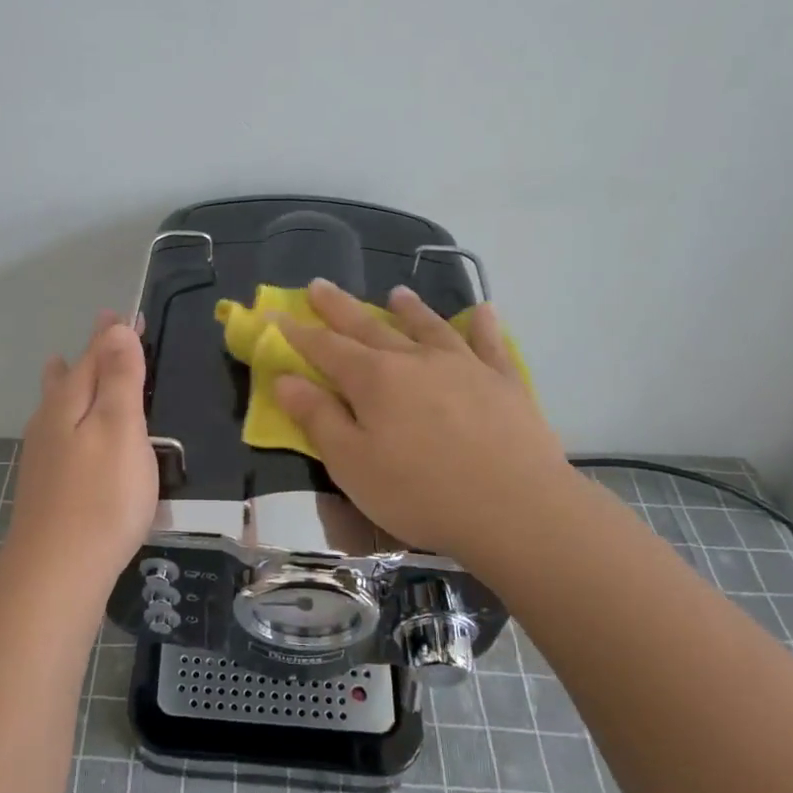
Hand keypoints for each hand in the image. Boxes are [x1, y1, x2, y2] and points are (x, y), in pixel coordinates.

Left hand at [5, 312, 158, 582]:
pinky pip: (57, 431)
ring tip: (61, 365)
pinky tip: (64, 431)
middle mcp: (50, 421)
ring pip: (56, 404)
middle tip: (102, 332)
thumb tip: (115, 329)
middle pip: (70, 376)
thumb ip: (120, 379)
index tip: (125, 314)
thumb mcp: (121, 429)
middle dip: (88, 354)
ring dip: (67, 381)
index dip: (112, 335)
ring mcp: (43, 455)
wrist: (57, 571)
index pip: (94, 355)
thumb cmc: (102, 497)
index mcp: (71, 402)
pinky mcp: (46, 485)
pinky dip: (66, 416)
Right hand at [275, 279, 577, 565]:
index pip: (325, 348)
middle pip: (369, 326)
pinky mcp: (503, 382)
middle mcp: (415, 360)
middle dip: (340, 307)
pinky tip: (482, 311)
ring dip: (409, 309)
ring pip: (428, 327)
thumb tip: (285, 379)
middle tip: (320, 285)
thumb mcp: (352, 464)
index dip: (297, 332)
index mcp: (373, 379)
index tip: (276, 313)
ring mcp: (463, 366)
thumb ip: (317, 418)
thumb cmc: (421, 492)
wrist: (516, 507)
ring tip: (396, 293)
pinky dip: (482, 325)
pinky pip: (489, 344)